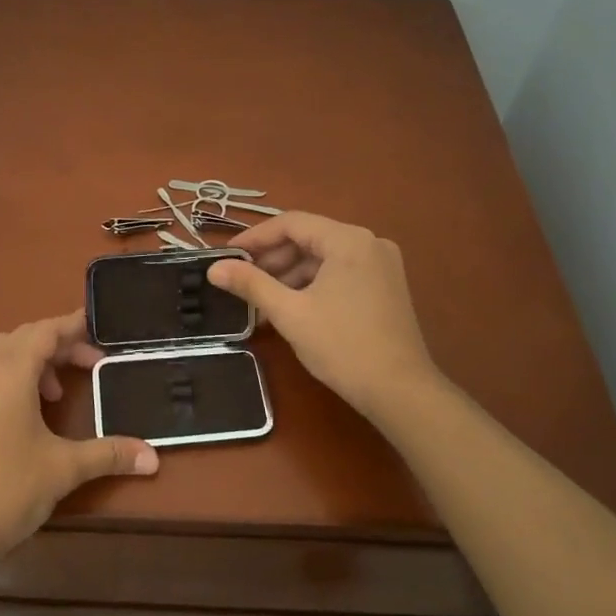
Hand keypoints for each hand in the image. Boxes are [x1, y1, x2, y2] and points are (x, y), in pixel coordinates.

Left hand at [0, 312, 158, 568]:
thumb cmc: (7, 488)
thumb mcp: (64, 468)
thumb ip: (109, 454)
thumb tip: (153, 458)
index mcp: (10, 372)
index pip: (45, 331)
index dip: (72, 326)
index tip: (97, 326)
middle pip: (24, 338)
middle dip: (58, 345)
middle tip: (89, 364)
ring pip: (1, 354)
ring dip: (32, 360)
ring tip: (56, 392)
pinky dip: (11, 377)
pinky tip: (25, 412)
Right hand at [208, 212, 445, 423]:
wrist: (400, 392)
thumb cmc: (342, 346)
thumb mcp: (289, 313)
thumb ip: (250, 284)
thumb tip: (214, 268)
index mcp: (349, 240)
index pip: (292, 223)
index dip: (255, 237)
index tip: (227, 256)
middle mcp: (369, 243)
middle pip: (309, 239)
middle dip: (272, 260)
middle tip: (242, 283)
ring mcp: (381, 265)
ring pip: (323, 259)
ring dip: (290, 276)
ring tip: (261, 303)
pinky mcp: (385, 287)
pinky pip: (339, 274)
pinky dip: (312, 286)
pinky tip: (290, 310)